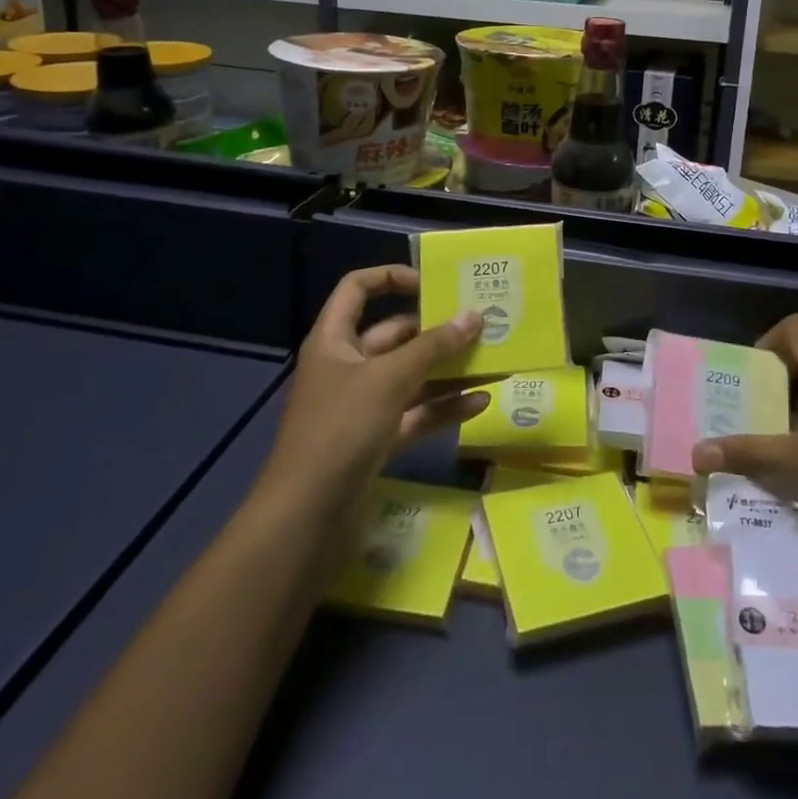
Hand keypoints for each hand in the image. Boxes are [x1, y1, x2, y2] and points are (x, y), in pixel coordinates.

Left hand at [260, 265, 487, 515]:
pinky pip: (415, 415)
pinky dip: (444, 408)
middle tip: (479, 323)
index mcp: (334, 340)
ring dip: (447, 370)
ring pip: (410, 377)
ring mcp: (361, 407)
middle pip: (393, 335)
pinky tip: (480, 403)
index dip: (390, 277)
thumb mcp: (389, 379)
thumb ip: (434, 347)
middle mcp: (347, 367)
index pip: (357, 289)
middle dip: (435, 330)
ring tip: (491, 360)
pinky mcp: (376, 442)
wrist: (305, 521)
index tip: (431, 282)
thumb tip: (474, 315)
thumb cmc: (340, 430)